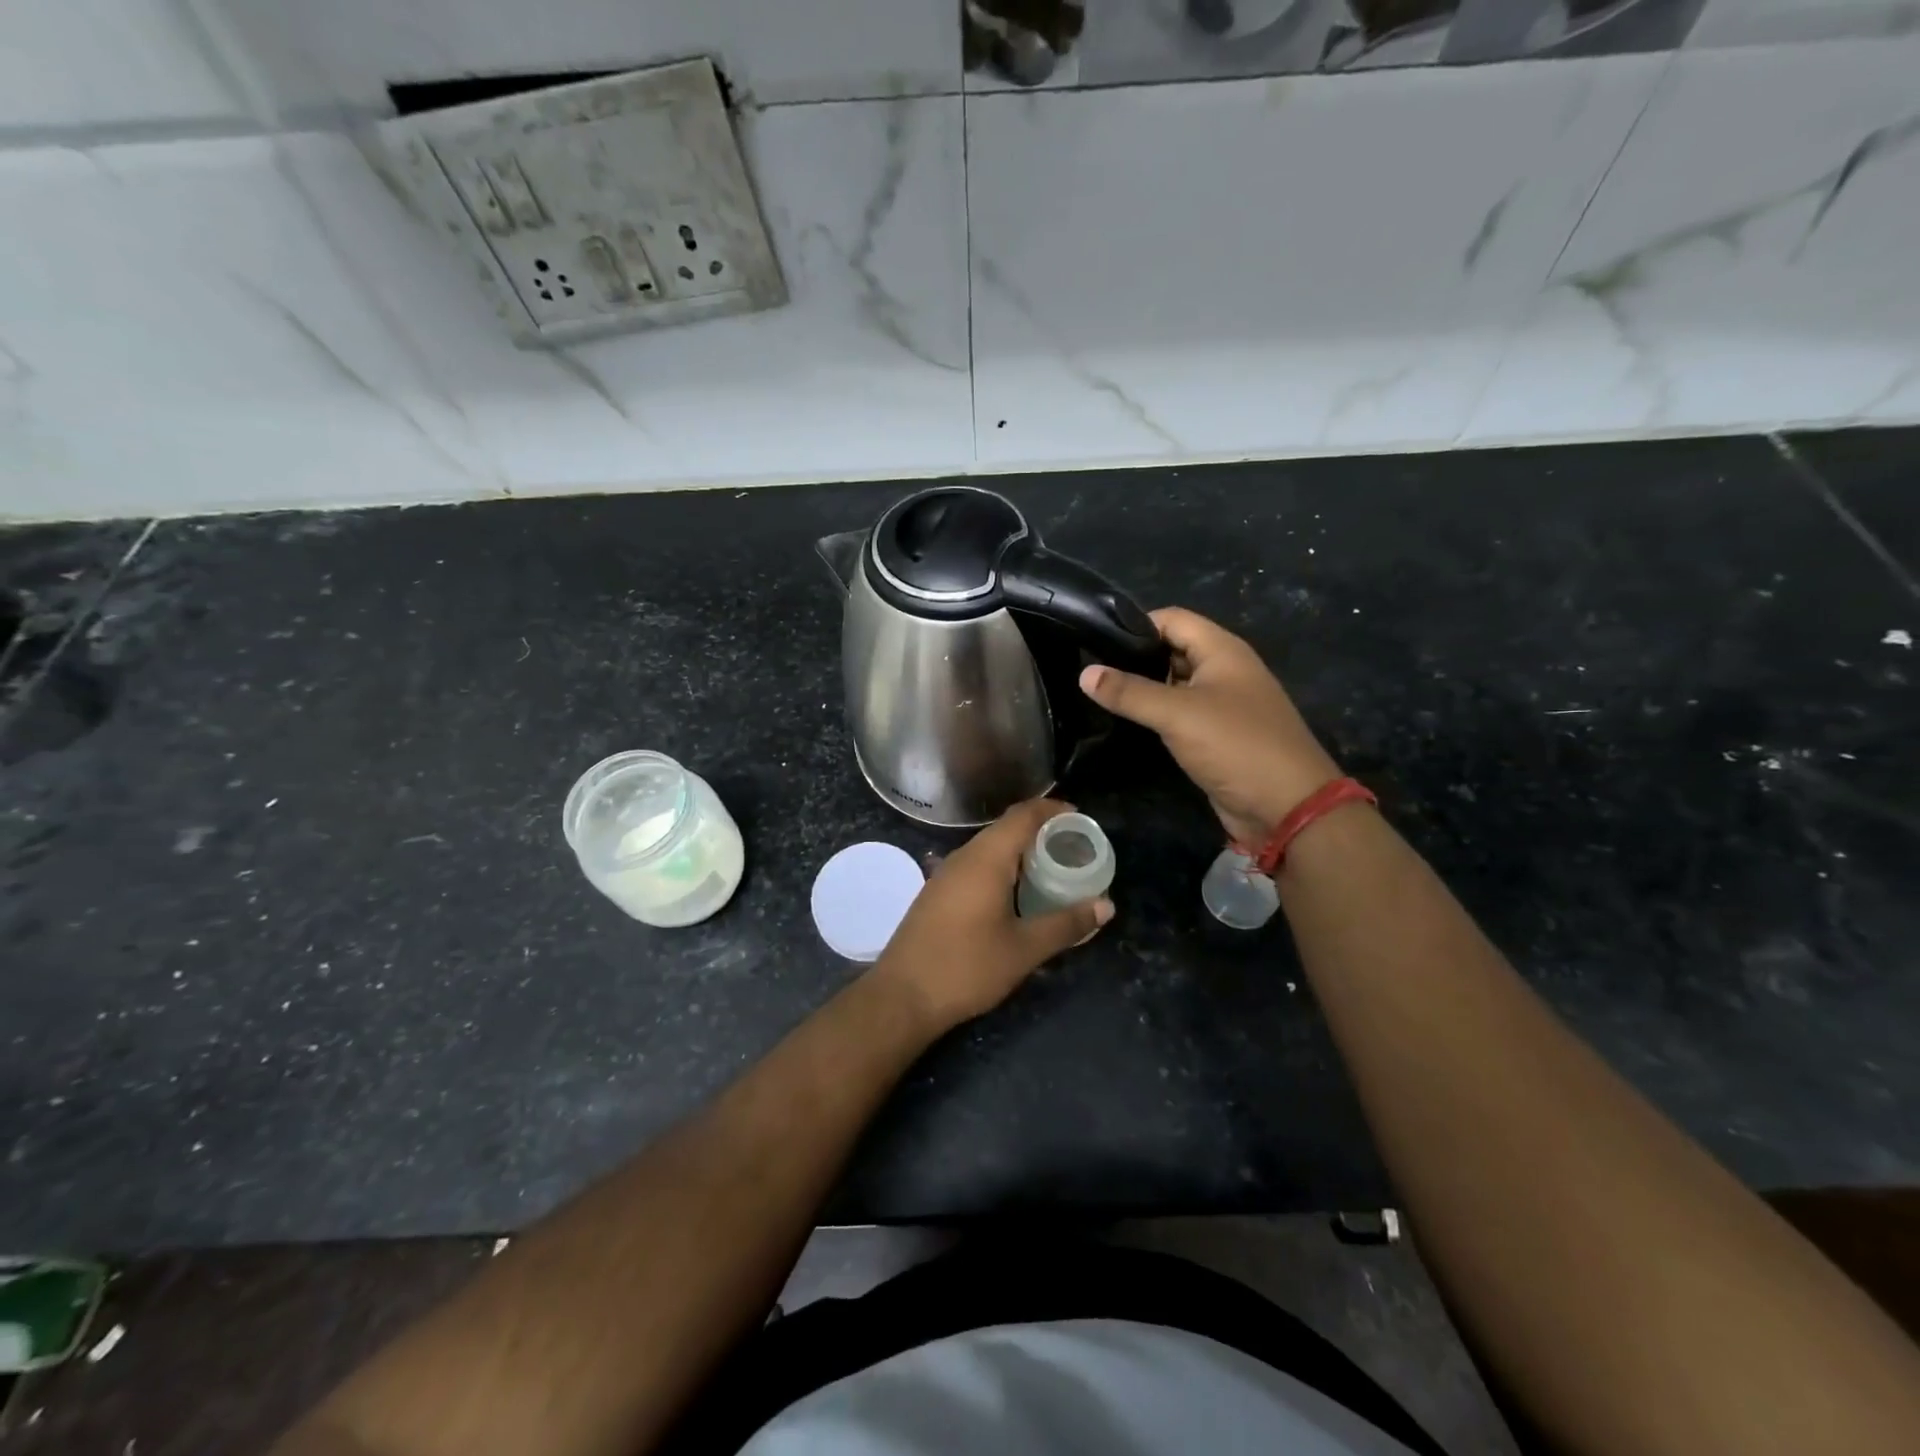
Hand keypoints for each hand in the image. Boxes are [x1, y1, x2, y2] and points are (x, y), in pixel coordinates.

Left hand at [872, 799, 1113, 1033]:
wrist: (902, 996)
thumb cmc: (967, 967)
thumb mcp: (1024, 949)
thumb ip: (1066, 924)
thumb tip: (1106, 906)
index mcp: (986, 859)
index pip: (1023, 815)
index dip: (1053, 809)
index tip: (1080, 818)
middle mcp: (964, 857)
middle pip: (1006, 828)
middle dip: (1041, 831)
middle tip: (1074, 848)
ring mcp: (945, 874)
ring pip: (989, 848)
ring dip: (1020, 852)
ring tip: (1052, 869)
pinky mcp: (937, 893)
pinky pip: (976, 866)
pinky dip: (1002, 868)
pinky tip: (1016, 894)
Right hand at [1080, 606, 1340, 847]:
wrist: (1287, 807)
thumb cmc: (1236, 745)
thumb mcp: (1178, 714)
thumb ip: (1130, 692)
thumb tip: (1085, 673)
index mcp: (1223, 650)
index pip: (1172, 618)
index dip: (1135, 624)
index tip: (1094, 640)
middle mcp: (1224, 670)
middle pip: (1173, 649)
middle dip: (1134, 657)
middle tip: (1089, 670)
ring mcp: (1222, 705)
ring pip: (1175, 684)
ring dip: (1143, 688)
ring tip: (1098, 694)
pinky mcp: (1217, 736)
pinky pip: (1180, 715)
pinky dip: (1156, 715)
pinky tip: (1126, 722)